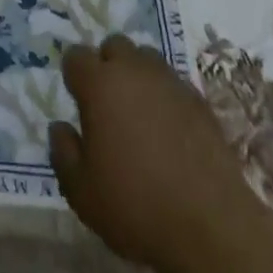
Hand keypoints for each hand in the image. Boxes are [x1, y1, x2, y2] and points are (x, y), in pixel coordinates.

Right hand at [48, 36, 255, 272]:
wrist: (211, 226)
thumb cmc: (137, 207)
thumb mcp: (82, 193)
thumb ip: (63, 152)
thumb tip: (60, 126)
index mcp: (100, 84)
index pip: (76, 56)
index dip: (74, 76)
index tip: (78, 102)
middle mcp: (134, 70)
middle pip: (114, 46)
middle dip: (107, 66)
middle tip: (108, 105)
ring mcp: (170, 81)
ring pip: (146, 59)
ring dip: (137, 76)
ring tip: (140, 114)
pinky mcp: (199, 100)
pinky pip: (173, 83)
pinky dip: (166, 97)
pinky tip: (170, 131)